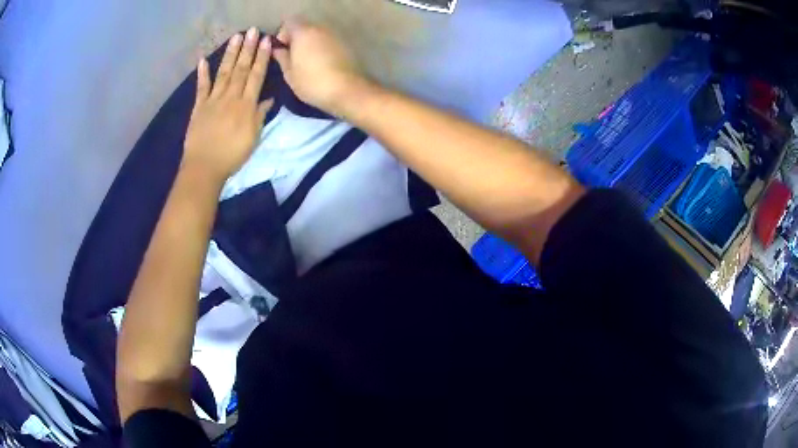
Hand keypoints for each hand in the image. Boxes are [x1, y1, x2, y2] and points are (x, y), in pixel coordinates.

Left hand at [183, 27, 273, 183]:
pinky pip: (201, 87)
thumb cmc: (232, 155)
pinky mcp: (199, 107)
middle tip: (252, 30)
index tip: (267, 41)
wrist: (204, 168)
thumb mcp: (253, 138)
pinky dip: (202, 74)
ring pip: (224, 73)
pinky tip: (203, 60)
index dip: (262, 58)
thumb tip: (268, 99)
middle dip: (248, 49)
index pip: (256, 76)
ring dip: (230, 54)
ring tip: (236, 37)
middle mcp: (230, 97)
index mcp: (246, 105)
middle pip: (241, 69)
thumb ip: (260, 116)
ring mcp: (213, 100)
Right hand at [272, 19, 369, 115]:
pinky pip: (327, 41)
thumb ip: (282, 57)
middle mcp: (320, 28)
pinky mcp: (345, 44)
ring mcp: (334, 35)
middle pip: (304, 26)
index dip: (282, 34)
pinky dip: (321, 48)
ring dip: (309, 43)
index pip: (289, 22)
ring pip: (316, 33)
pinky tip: (321, 64)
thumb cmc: (312, 82)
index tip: (281, 50)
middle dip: (296, 38)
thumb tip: (277, 48)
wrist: (346, 90)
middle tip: (292, 58)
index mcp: (303, 32)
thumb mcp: (289, 73)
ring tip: (307, 62)